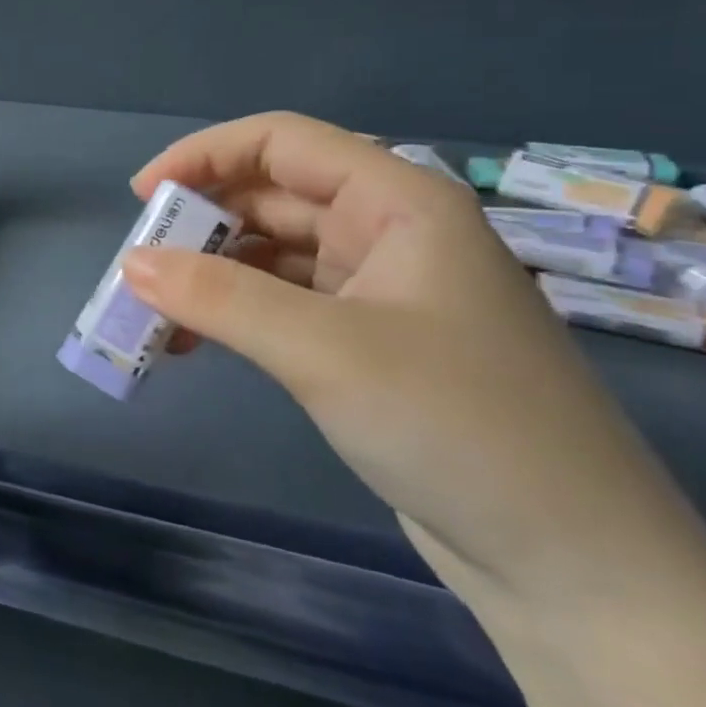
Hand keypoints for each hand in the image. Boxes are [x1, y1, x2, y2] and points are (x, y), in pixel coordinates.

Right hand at [121, 113, 705, 614]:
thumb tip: (130, 263)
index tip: (140, 199)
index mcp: (398, 201)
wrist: (575, 564)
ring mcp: (380, 291)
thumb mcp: (325, 351)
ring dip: (209, 276)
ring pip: (271, 256)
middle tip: (137, 269)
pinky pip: (281, 306)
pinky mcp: (368, 344)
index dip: (203, 155)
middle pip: (271, 198)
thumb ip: (220, 298)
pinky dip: (233, 316)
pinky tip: (193, 344)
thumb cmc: (459, 427)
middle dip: (198, 225)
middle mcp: (388, 232)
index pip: (281, 142)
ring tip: (152, 313)